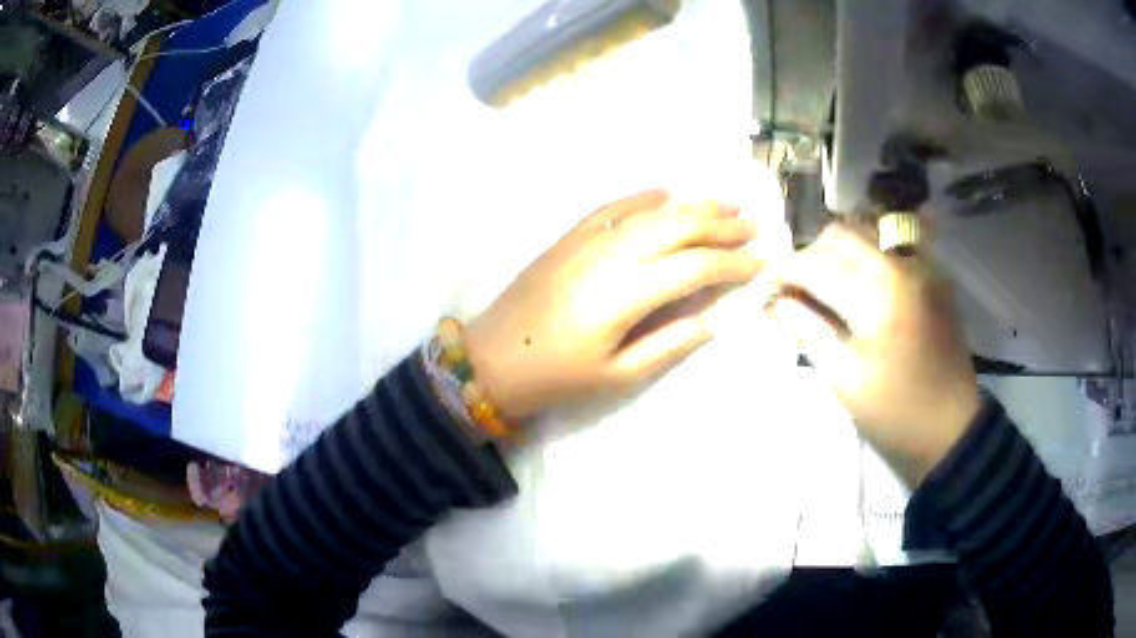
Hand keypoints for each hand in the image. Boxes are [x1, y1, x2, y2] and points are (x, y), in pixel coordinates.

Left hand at [464, 189, 761, 419]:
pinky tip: (666, 192)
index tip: (761, 262)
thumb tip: (714, 319)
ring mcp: (587, 240)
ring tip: (725, 203)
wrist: (490, 359)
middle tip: (753, 223)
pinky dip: (643, 196)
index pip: (695, 267)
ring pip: (650, 211)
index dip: (733, 263)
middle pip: (677, 227)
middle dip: (721, 224)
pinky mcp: (568, 237)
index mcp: (625, 295)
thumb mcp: (618, 376)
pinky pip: (611, 206)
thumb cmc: (555, 378)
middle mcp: (610, 255)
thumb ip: (670, 344)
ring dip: (692, 205)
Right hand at [769, 223, 980, 485]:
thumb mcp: (845, 379)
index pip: (815, 266)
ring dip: (834, 256)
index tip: (764, 295)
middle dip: (807, 259)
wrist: (951, 427)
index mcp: (878, 296)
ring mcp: (921, 266)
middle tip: (793, 294)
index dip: (781, 275)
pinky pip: (888, 250)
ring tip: (822, 290)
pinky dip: (863, 261)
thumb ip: (809, 331)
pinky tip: (857, 290)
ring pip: (864, 236)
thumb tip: (776, 302)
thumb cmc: (895, 413)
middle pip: (838, 238)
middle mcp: (901, 265)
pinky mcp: (932, 275)